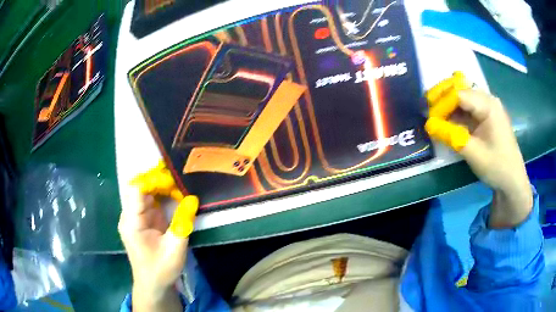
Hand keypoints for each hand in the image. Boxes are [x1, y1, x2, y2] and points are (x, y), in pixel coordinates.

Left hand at [118, 161, 198, 311]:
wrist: (152, 284)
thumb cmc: (161, 269)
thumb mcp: (175, 249)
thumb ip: (182, 223)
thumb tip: (192, 199)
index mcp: (132, 223)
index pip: (137, 190)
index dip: (154, 181)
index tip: (174, 181)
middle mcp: (129, 216)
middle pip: (140, 188)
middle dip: (158, 181)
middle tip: (179, 181)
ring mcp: (134, 218)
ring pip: (144, 192)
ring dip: (161, 187)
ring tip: (179, 186)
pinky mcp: (141, 220)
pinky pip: (149, 201)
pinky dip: (161, 196)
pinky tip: (174, 195)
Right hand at [425, 73, 532, 227]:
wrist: (512, 181)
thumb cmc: (497, 167)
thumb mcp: (474, 154)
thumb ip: (452, 136)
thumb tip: (428, 125)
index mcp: (488, 105)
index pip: (459, 94)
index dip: (442, 102)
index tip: (429, 117)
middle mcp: (488, 100)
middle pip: (460, 89)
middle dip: (442, 97)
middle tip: (427, 108)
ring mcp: (488, 107)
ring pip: (463, 96)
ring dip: (448, 104)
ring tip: (434, 113)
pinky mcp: (486, 116)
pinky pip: (467, 107)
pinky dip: (456, 112)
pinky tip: (447, 119)